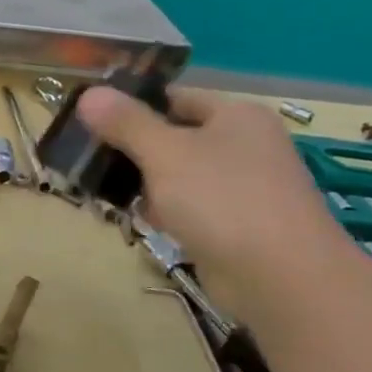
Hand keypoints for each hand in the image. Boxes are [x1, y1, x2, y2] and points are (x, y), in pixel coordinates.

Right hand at [77, 85, 348, 315]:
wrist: (283, 278)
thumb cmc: (222, 200)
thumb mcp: (164, 152)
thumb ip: (125, 122)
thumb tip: (88, 93)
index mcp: (236, 114)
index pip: (173, 97)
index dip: (131, 106)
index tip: (89, 122)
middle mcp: (245, 144)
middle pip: (174, 136)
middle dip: (133, 150)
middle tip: (90, 162)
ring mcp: (244, 186)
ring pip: (180, 175)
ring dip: (146, 184)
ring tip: (107, 194)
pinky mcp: (238, 224)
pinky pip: (192, 207)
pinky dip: (167, 212)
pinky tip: (145, 222)